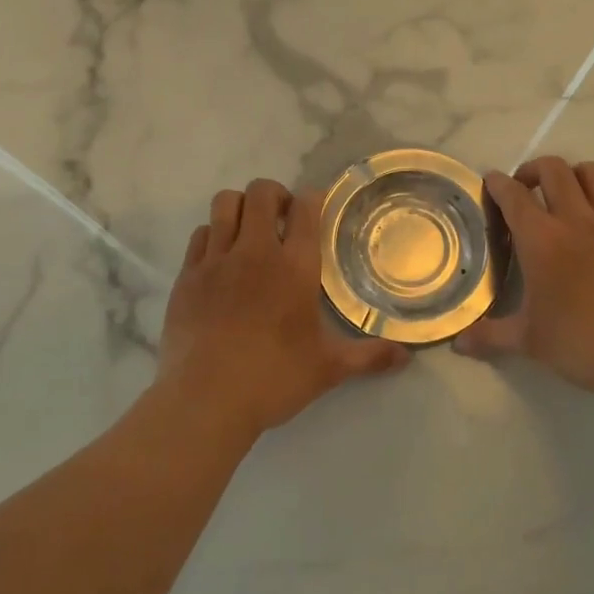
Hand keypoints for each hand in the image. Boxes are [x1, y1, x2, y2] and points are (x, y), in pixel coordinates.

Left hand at [157, 179, 410, 437]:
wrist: (204, 401)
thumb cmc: (273, 379)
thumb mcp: (328, 368)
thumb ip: (369, 356)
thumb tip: (407, 356)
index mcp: (294, 267)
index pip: (306, 207)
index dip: (313, 198)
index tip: (316, 207)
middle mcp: (255, 251)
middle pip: (261, 192)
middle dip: (275, 195)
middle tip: (283, 218)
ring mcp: (215, 260)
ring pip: (225, 204)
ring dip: (241, 207)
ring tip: (250, 231)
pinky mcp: (186, 276)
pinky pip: (200, 235)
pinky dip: (213, 235)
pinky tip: (222, 259)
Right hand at [454, 157, 593, 403]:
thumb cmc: (581, 343)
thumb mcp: (529, 341)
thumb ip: (490, 336)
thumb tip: (458, 344)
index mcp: (541, 239)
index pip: (513, 195)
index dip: (497, 183)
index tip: (490, 182)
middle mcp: (575, 220)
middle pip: (554, 170)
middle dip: (533, 169)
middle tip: (523, 189)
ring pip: (593, 172)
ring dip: (572, 175)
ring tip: (563, 196)